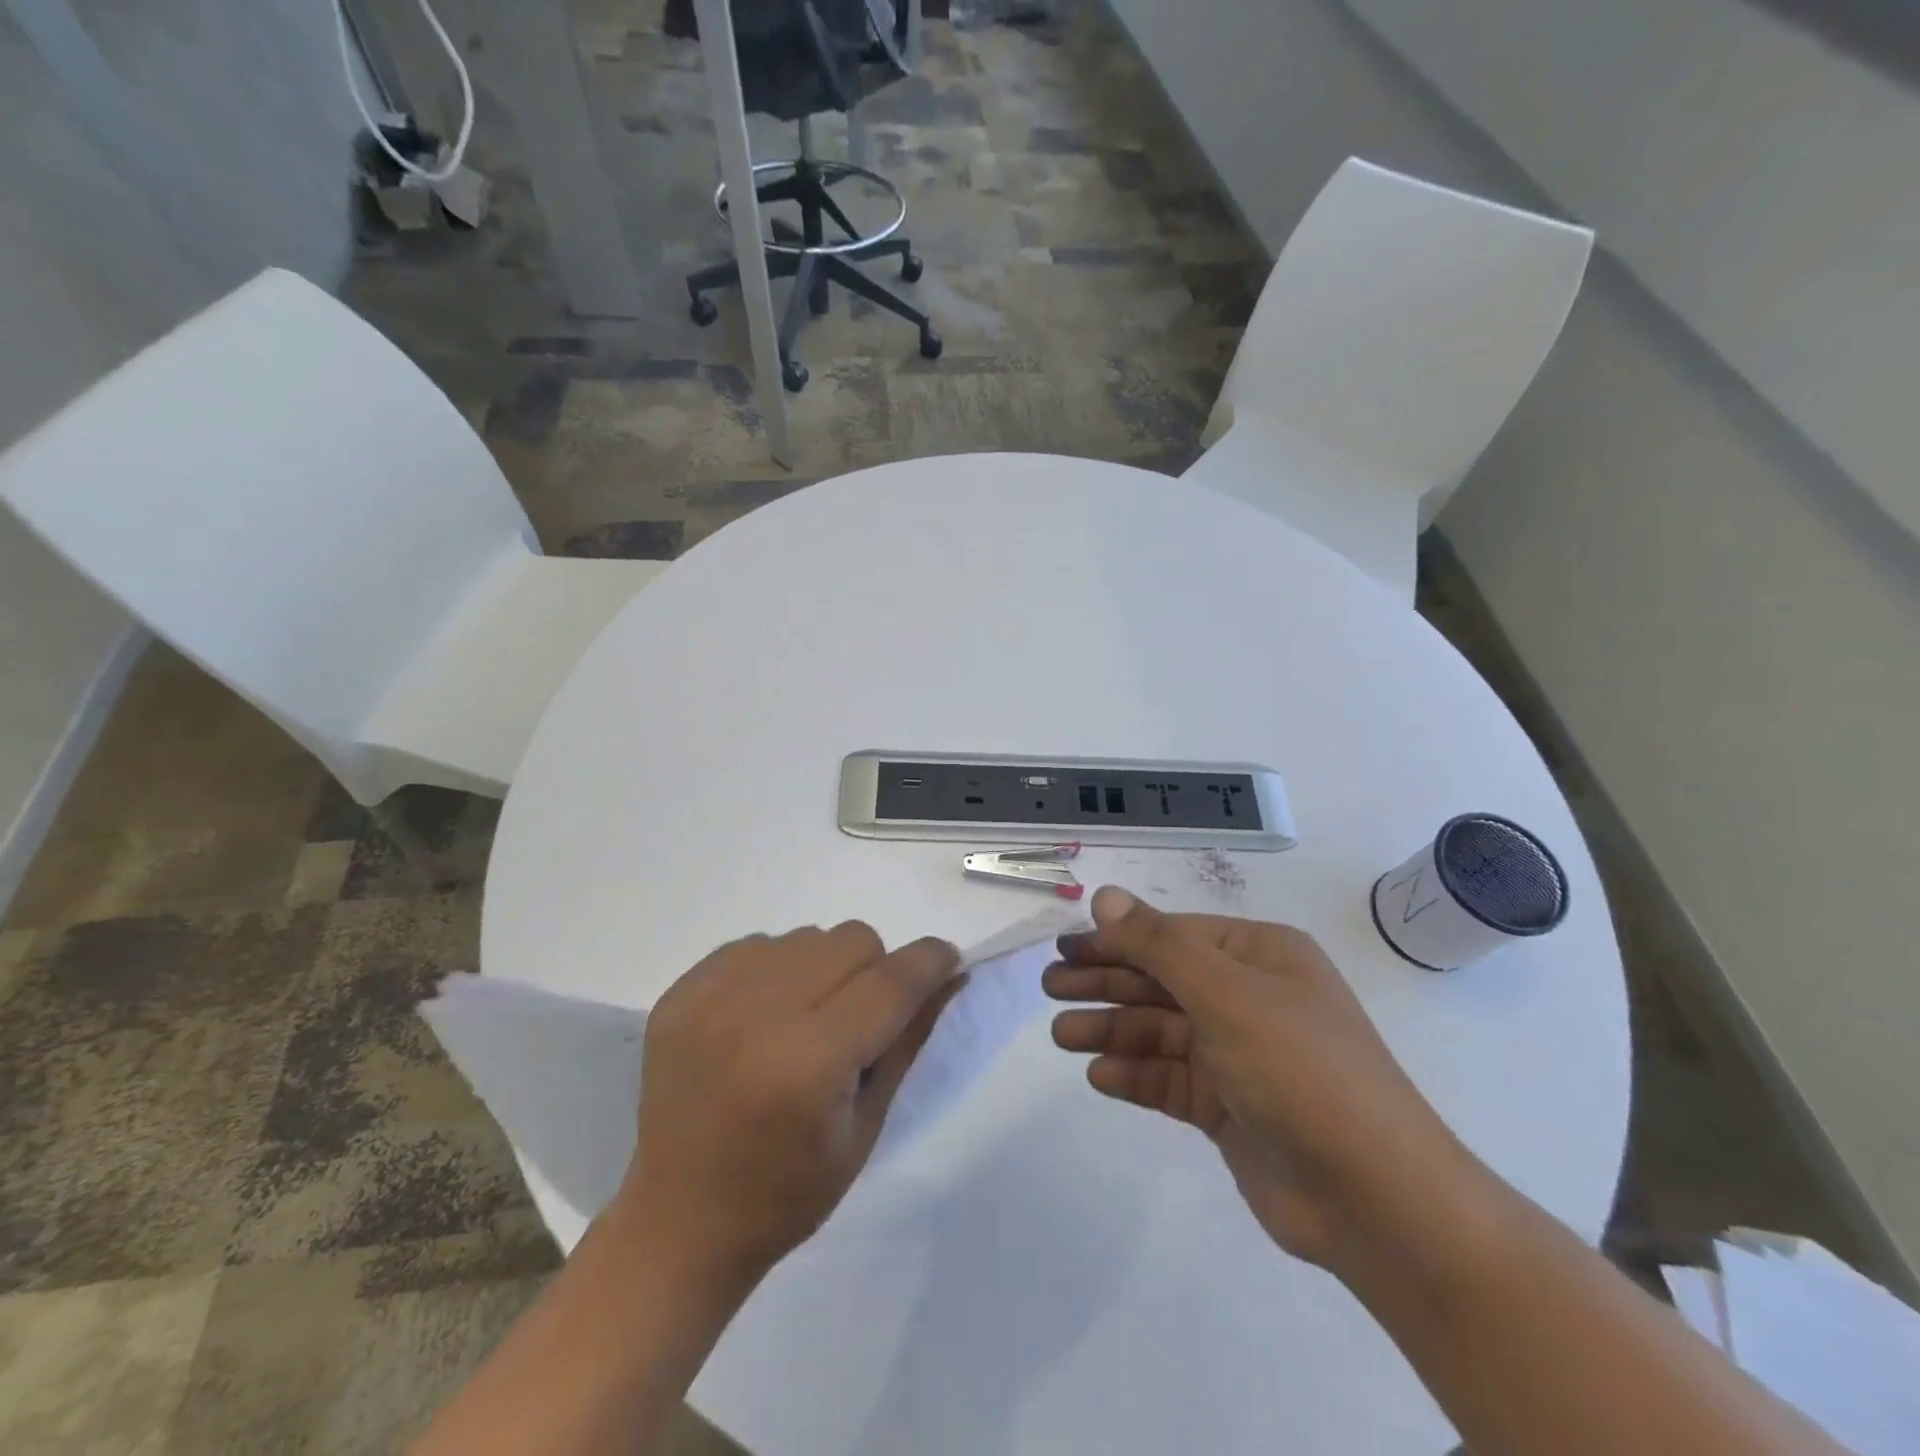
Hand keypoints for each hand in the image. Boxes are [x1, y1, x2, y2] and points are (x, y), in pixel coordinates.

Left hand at [615, 923, 961, 1288]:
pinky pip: (758, 944)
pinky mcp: (682, 991)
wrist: (678, 1223)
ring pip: (808, 936)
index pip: (890, 983)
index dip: (929, 962)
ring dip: (825, 967)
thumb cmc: (786, 1193)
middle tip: (859, 1019)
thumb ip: (909, 1041)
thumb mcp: (866, 1128)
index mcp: (808, 1065)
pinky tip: (764, 1018)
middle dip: (875, 970)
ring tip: (806, 1019)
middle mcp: (757, 1016)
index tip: (949, 959)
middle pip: (852, 941)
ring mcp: (711, 998)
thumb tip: (951, 976)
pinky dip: (778, 969)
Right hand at [1045, 887, 1471, 1269]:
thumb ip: (1158, 944)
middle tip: (1050, 987)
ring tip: (1061, 1035)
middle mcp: (1249, 997)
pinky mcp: (1230, 1107)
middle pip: (1161, 980)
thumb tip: (1104, 896)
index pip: (1172, 935)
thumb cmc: (1300, 1070)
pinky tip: (1099, 1077)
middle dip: (1105, 982)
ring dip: (1111, 1030)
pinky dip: (1135, 1076)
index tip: (1064, 946)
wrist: (1375, 1199)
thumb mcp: (1226, 994)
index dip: (1116, 938)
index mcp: (1259, 956)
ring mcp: (1239, 1054)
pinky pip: (1171, 1079)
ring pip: (1160, 1031)